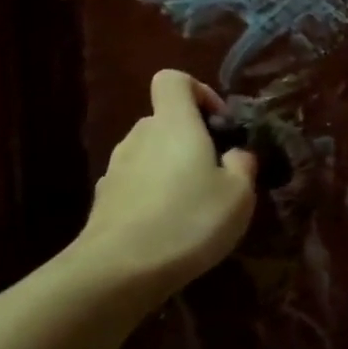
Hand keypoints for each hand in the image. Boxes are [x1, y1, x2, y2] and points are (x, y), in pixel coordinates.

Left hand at [72, 69, 256, 297]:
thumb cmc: (190, 220)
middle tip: (218, 173)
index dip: (200, 92)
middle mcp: (140, 136)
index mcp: (174, 124)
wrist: (120, 269)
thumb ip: (243, 164)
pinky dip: (154, 195)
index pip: (173, 79)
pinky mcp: (104, 199)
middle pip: (164, 120)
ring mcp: (116, 168)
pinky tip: (169, 227)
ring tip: (195, 205)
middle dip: (192, 139)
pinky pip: (136, 183)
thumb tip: (235, 154)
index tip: (220, 125)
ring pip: (150, 153)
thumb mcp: (240, 194)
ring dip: (172, 169)